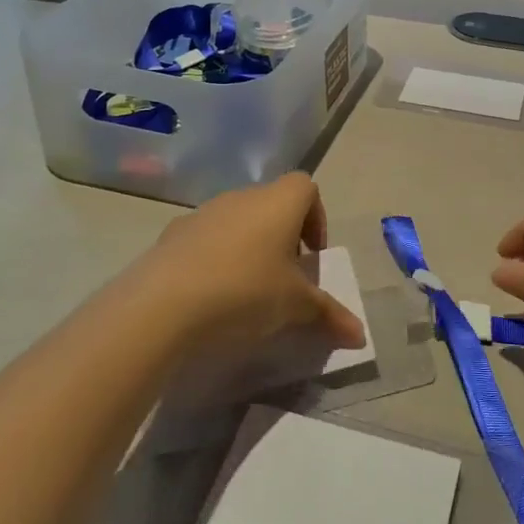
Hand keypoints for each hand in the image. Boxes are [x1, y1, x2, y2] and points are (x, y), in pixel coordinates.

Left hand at [135, 173, 366, 355]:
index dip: (315, 218)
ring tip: (246, 291)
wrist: (162, 305)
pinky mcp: (171, 235)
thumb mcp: (296, 307)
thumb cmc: (246, 292)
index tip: (311, 256)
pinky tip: (210, 296)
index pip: (306, 187)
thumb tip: (361, 336)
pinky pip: (204, 240)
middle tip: (283, 278)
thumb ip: (329, 315)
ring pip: (236, 221)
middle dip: (282, 237)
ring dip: (248, 247)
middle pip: (271, 204)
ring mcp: (202, 213)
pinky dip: (214, 259)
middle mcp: (241, 197)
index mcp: (278, 203)